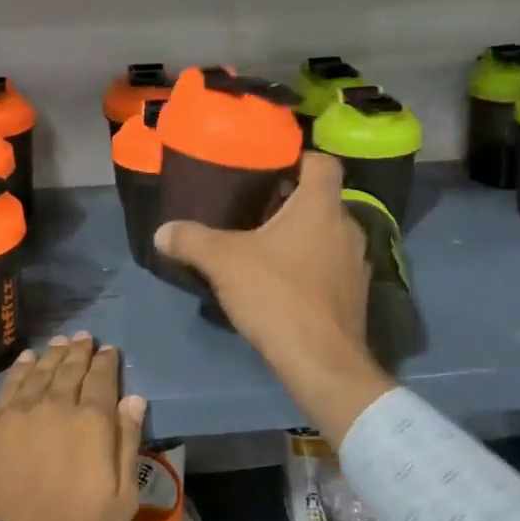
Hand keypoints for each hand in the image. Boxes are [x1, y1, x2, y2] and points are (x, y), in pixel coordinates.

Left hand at [0, 333, 147, 520]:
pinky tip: (28, 358)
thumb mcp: (120, 500)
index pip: (102, 379)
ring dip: (54, 353)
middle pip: (70, 368)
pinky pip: (10, 384)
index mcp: (92, 423)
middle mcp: (57, 406)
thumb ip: (128, 443)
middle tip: (85, 338)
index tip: (110, 350)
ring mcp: (21, 412)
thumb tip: (133, 400)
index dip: (107, 362)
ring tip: (62, 341)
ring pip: (41, 370)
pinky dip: (21, 368)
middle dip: (81, 351)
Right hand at [153, 152, 392, 444]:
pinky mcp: (356, 295)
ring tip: (267, 246)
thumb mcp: (223, 262)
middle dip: (291, 201)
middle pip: (322, 200)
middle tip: (255, 207)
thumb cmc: (277, 295)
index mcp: (321, 206)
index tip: (270, 166)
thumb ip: (191, 240)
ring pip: (328, 235)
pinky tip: (285, 283)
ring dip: (303, 236)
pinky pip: (332, 266)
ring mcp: (357, 263)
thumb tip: (162, 231)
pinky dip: (312, 266)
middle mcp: (348, 227)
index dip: (299, 158)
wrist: (322, 363)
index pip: (322, 162)